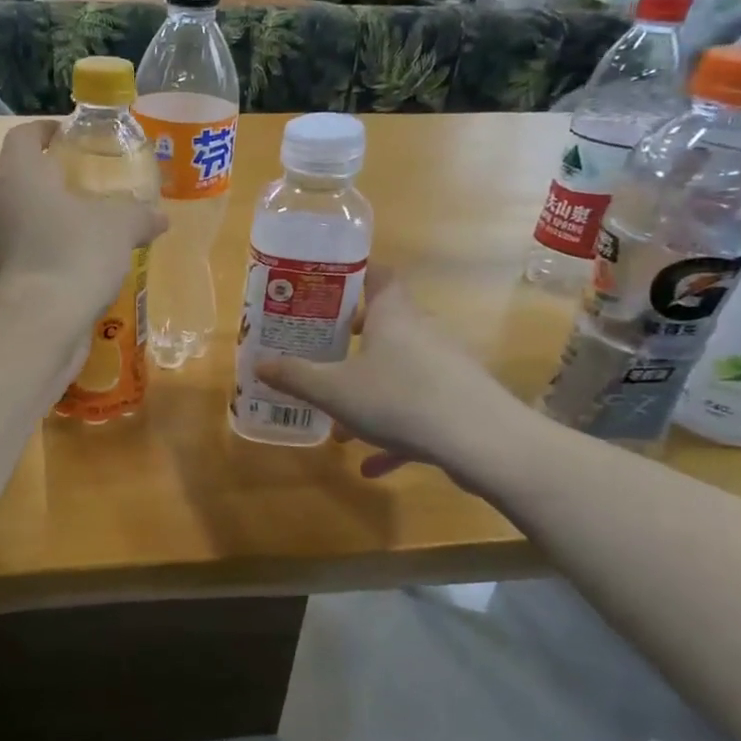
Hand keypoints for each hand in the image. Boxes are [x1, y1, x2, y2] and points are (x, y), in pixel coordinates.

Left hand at [0, 121, 165, 320]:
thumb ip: (138, 215)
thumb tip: (159, 217)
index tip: (66, 136)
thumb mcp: (119, 228)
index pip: (23, 137)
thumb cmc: (73, 255)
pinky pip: (21, 264)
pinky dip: (44, 265)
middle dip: (52, 186)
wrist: (33, 326)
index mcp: (19, 177)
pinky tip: (74, 279)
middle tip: (88, 192)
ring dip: (48, 228)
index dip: (44, 131)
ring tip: (86, 239)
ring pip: (19, 227)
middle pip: (21, 184)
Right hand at [253, 275, 541, 494]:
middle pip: (388, 324)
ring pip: (400, 372)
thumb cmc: (399, 398)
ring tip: (342, 425)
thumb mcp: (334, 391)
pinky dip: (395, 431)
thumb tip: (258, 364)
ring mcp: (446, 366)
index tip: (330, 287)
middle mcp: (422, 331)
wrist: (481, 441)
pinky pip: (419, 409)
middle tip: (327, 354)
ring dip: (370, 393)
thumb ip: (295, 377)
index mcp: (393, 315)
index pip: (378, 276)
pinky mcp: (460, 400)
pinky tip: (374, 465)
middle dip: (355, 342)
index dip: (356, 275)